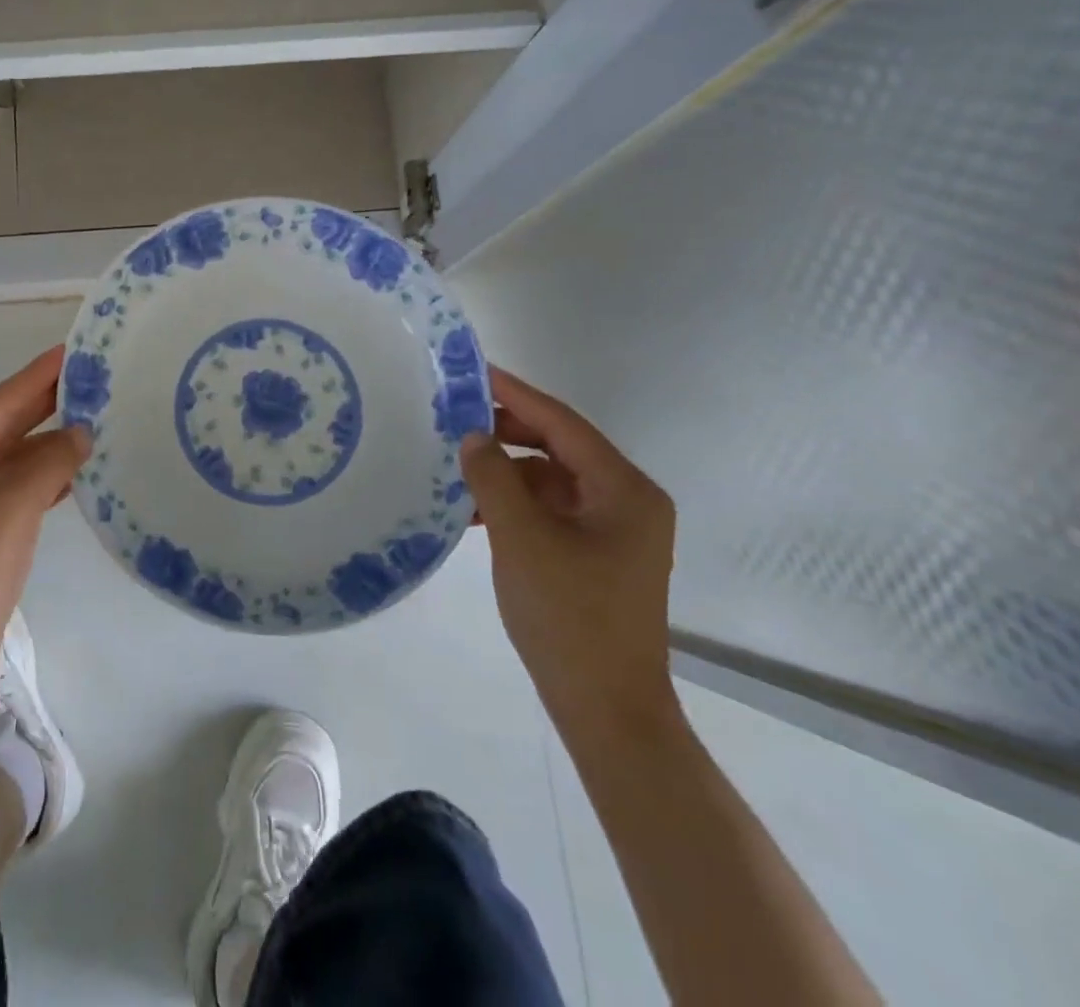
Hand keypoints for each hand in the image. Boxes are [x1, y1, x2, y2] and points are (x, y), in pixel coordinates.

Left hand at [0, 346, 88, 700]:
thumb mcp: (12, 508)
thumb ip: (50, 460)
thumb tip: (80, 434)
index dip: (36, 378)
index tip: (73, 350)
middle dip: (42, 408)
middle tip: (90, 379)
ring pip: (3, 462)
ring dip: (44, 446)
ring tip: (92, 419)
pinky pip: (3, 491)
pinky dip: (36, 479)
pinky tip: (70, 469)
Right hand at [461, 364, 677, 738]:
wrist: (605, 709)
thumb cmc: (569, 616)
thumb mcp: (522, 538)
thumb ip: (494, 477)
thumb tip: (472, 437)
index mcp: (624, 490)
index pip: (562, 423)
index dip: (515, 394)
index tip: (473, 371)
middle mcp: (625, 501)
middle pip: (558, 447)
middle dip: (506, 432)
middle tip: (453, 418)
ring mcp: (611, 531)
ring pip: (549, 480)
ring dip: (504, 471)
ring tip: (453, 464)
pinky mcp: (593, 555)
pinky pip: (547, 510)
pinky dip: (512, 504)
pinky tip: (470, 509)